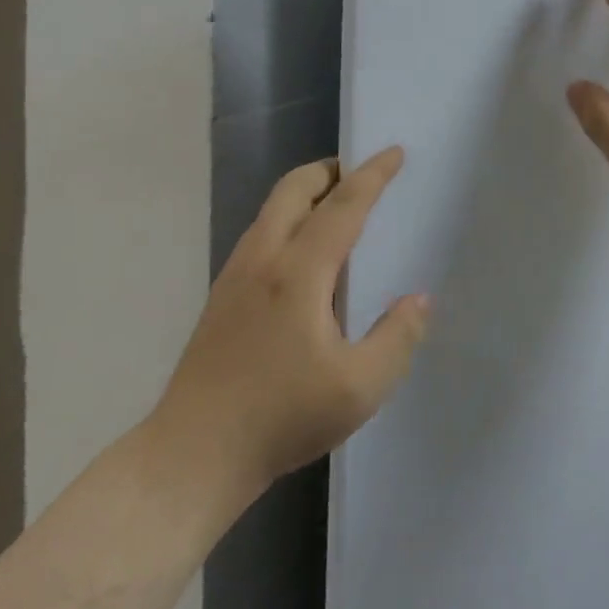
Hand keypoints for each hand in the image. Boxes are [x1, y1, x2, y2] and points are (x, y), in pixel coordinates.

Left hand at [145, 147, 429, 497]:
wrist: (191, 456)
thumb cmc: (281, 418)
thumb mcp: (359, 388)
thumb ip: (398, 338)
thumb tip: (418, 299)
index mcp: (298, 272)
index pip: (343, 206)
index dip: (373, 175)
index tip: (394, 152)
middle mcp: (263, 260)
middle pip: (294, 189)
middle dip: (330, 170)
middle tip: (362, 173)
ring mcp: (235, 276)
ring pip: (272, 209)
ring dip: (307, 193)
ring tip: (339, 208)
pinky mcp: (221, 296)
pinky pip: (261, 234)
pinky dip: (290, 219)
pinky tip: (305, 256)